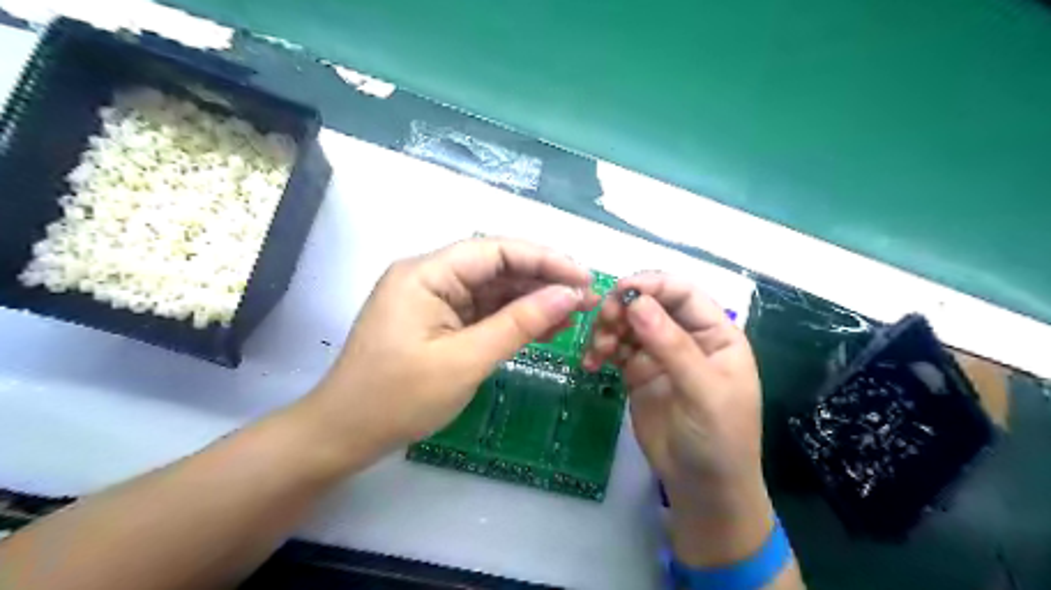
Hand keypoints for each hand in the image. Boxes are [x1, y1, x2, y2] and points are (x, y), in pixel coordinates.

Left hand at [295, 238, 594, 462]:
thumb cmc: (398, 399)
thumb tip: (568, 296)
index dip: (545, 260)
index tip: (584, 278)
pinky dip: (513, 319)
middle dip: (543, 280)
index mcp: (427, 274)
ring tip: (573, 314)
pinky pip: (482, 310)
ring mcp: (433, 298)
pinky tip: (544, 328)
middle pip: (496, 266)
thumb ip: (519, 324)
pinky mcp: (438, 320)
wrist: (344, 435)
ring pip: (493, 289)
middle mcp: (430, 276)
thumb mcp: (466, 360)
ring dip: (532, 300)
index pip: (496, 251)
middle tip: (586, 298)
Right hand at [582, 273, 770, 566]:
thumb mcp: (702, 391)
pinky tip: (591, 364)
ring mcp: (659, 354)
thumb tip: (637, 301)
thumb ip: (671, 345)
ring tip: (597, 352)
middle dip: (624, 308)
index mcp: (715, 333)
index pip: (683, 293)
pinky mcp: (637, 372)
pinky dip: (600, 351)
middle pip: (650, 304)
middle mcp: (686, 337)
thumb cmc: (718, 438)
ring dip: (608, 329)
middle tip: (604, 323)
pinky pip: (615, 349)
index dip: (653, 284)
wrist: (701, 487)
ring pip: (628, 324)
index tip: (620, 290)